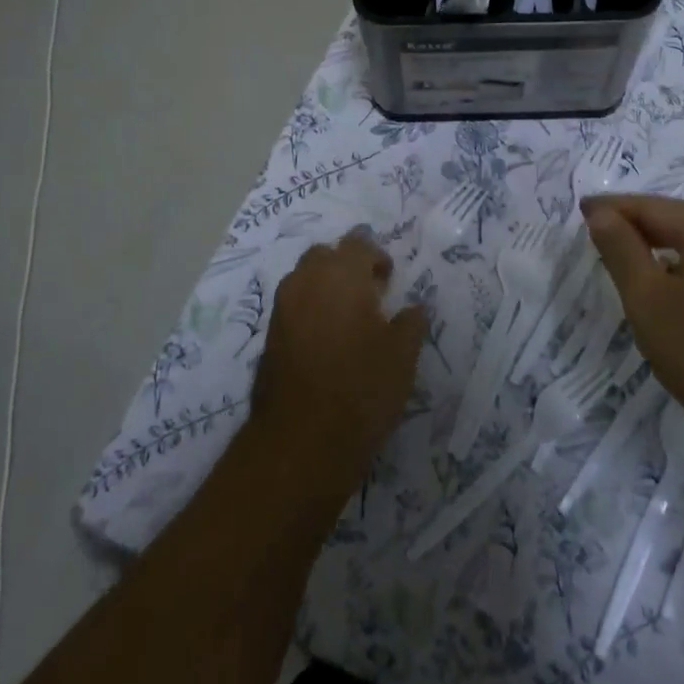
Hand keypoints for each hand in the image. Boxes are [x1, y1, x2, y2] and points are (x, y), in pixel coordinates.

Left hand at [249, 231, 426, 484]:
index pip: (358, 243)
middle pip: (325, 255)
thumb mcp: (403, 355)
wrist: (301, 440)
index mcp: (342, 274)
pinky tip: (327, 339)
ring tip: (347, 318)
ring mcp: (282, 307)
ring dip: (325, 286)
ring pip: (304, 278)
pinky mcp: (269, 335)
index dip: (376, 257)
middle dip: (346, 266)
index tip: (389, 280)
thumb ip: (411, 322)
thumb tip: (414, 307)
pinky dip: (309, 309)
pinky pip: (292, 305)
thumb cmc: (361, 388)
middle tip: (368, 294)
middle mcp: (306, 280)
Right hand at [583, 194, 683, 471]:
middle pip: (679, 219)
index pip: (652, 206)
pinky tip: (669, 285)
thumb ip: (621, 249)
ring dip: (661, 244)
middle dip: (637, 221)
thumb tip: (600, 213)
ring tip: (626, 253)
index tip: (580, 208)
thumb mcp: (647, 299)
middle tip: (598, 226)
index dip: (613, 207)